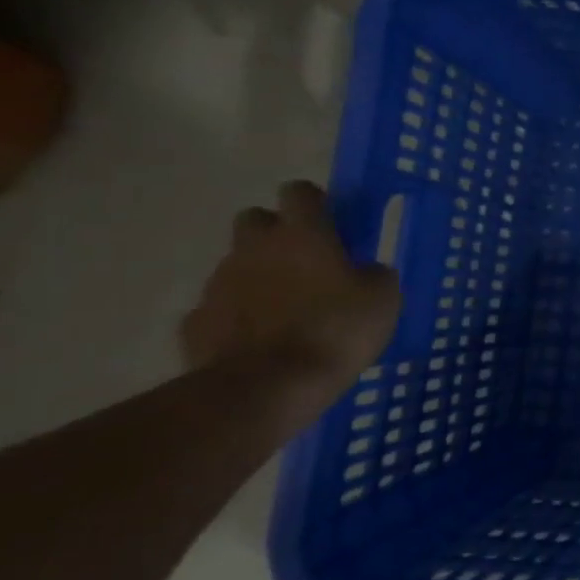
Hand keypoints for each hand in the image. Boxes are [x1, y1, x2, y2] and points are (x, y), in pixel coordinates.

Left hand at [180, 181, 400, 399]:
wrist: (266, 387)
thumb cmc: (336, 330)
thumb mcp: (383, 299)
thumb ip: (374, 274)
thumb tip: (365, 269)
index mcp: (302, 234)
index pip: (300, 192)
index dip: (316, 202)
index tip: (332, 221)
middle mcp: (254, 248)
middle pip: (256, 220)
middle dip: (276, 234)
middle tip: (307, 262)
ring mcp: (218, 284)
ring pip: (237, 265)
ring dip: (259, 277)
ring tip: (288, 311)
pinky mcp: (196, 322)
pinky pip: (219, 308)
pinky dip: (237, 317)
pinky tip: (260, 341)